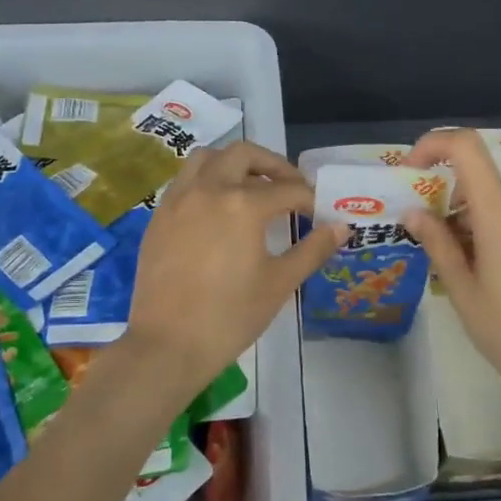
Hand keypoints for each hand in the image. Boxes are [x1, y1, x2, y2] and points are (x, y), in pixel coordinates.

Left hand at [123, 142, 339, 404]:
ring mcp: (178, 200)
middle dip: (272, 165)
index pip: (287, 190)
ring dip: (233, 163)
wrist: (168, 345)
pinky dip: (206, 180)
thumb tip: (341, 227)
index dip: (309, 199)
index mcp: (242, 204)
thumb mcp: (279, 283)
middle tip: (289, 187)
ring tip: (251, 186)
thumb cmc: (230, 316)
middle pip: (244, 155)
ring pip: (207, 158)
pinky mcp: (158, 216)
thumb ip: (313, 249)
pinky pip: (184, 180)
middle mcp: (208, 189)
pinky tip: (217, 209)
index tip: (319, 212)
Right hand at [405, 129, 500, 420]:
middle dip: (453, 201)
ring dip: (479, 219)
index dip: (434, 145)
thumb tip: (414, 212)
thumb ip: (437, 243)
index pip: (467, 147)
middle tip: (437, 243)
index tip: (413, 172)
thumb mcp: (463, 291)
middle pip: (483, 182)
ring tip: (471, 268)